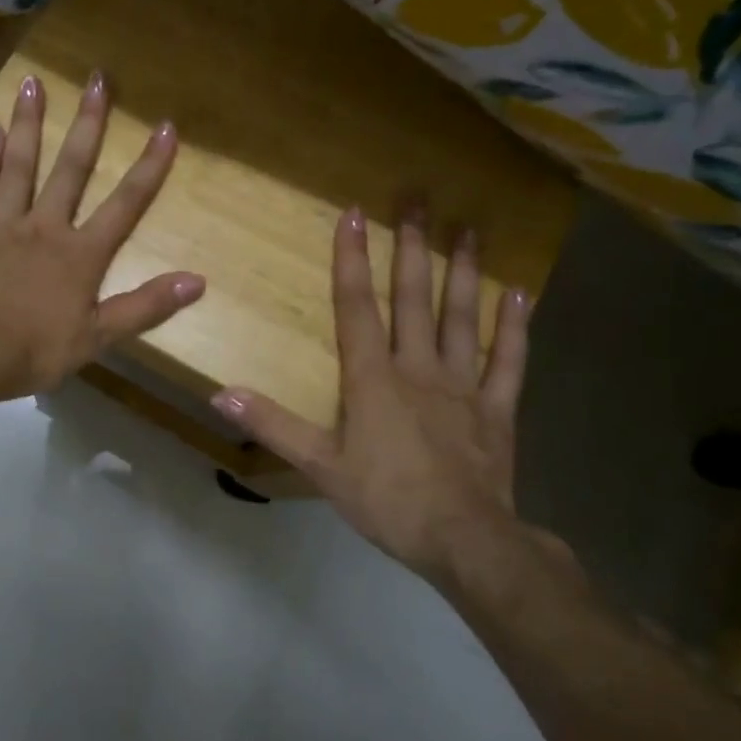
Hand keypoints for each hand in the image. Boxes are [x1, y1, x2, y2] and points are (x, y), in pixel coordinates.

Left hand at [0, 70, 203, 403]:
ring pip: (19, 164)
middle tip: (97, 78)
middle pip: (72, 168)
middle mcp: (45, 226)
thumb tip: (198, 282)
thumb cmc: (35, 348)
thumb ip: (146, 306)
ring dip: (29, 123)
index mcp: (81, 253)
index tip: (165, 126)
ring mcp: (3, 224)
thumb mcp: (98, 336)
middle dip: (90, 124)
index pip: (126, 203)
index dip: (149, 166)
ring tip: (31, 82)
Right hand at [212, 205, 552, 592]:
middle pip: (414, 298)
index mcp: (374, 378)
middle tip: (419, 199)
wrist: (465, 541)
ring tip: (468, 229)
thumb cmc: (387, 500)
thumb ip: (273, 425)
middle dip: (412, 247)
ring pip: (462, 319)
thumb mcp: (320, 466)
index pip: (357, 308)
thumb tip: (220, 393)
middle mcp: (419, 368)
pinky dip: (514, 327)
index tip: (355, 214)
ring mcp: (463, 386)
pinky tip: (519, 293)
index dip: (353, 260)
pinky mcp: (497, 409)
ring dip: (463, 272)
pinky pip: (508, 361)